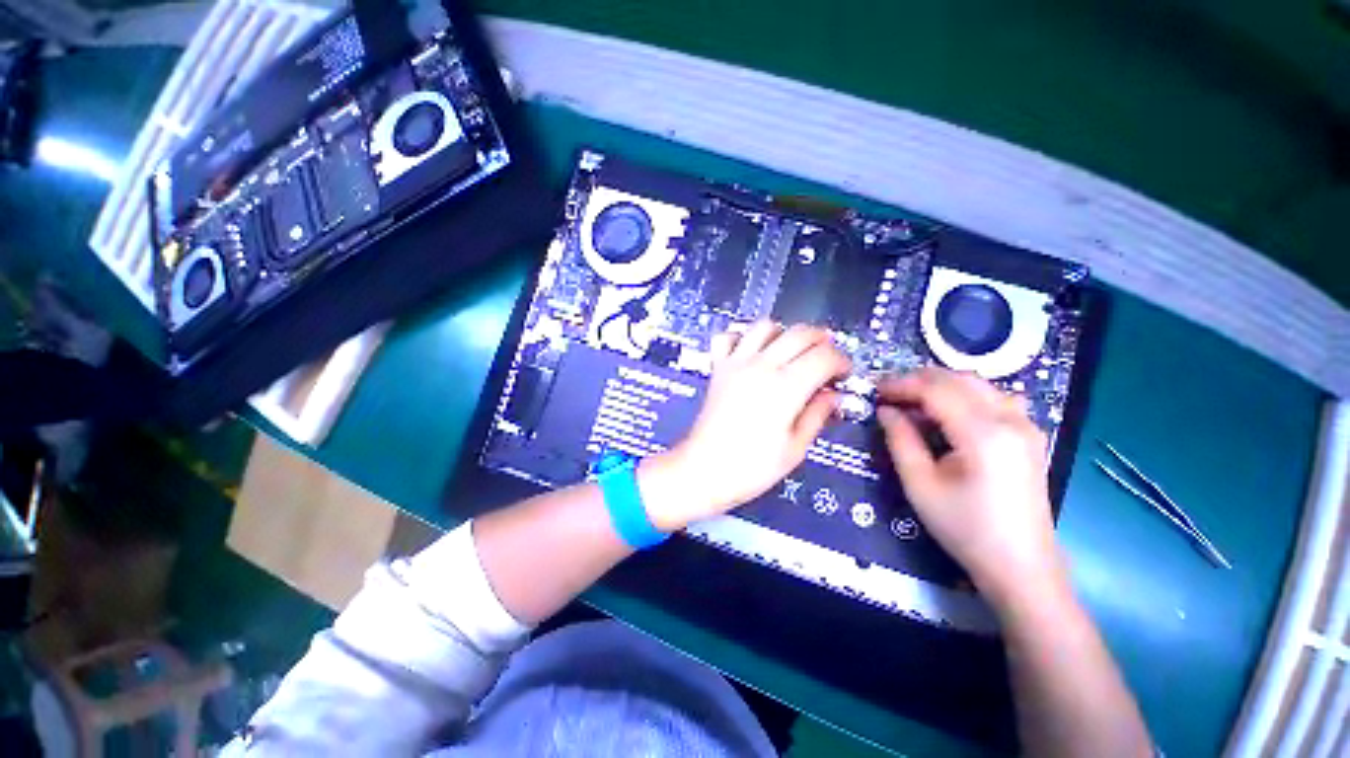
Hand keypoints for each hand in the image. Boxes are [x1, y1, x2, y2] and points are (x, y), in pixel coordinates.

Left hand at [641, 321, 850, 530]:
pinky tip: (751, 351)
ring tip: (791, 352)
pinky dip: (742, 337)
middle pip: (800, 333)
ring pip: (765, 326)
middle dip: (822, 340)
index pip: (824, 356)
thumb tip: (832, 394)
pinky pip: (729, 337)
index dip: (841, 361)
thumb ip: (817, 415)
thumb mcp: (795, 448)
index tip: (843, 374)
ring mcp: (736, 363)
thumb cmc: (752, 467)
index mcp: (786, 387)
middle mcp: (762, 366)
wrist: (704, 469)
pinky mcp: (718, 367)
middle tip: (827, 359)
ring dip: (785, 333)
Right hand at [875, 368, 1065, 606]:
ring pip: (978, 385)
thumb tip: (885, 410)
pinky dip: (964, 395)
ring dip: (941, 385)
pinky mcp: (1029, 435)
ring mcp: (1025, 425)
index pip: (936, 389)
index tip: (876, 390)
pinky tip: (948, 413)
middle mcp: (1010, 420)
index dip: (902, 384)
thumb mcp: (920, 485)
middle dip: (919, 380)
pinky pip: (994, 398)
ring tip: (913, 401)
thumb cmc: (965, 528)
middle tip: (890, 394)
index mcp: (983, 434)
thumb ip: (900, 440)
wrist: (1021, 565)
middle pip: (959, 380)